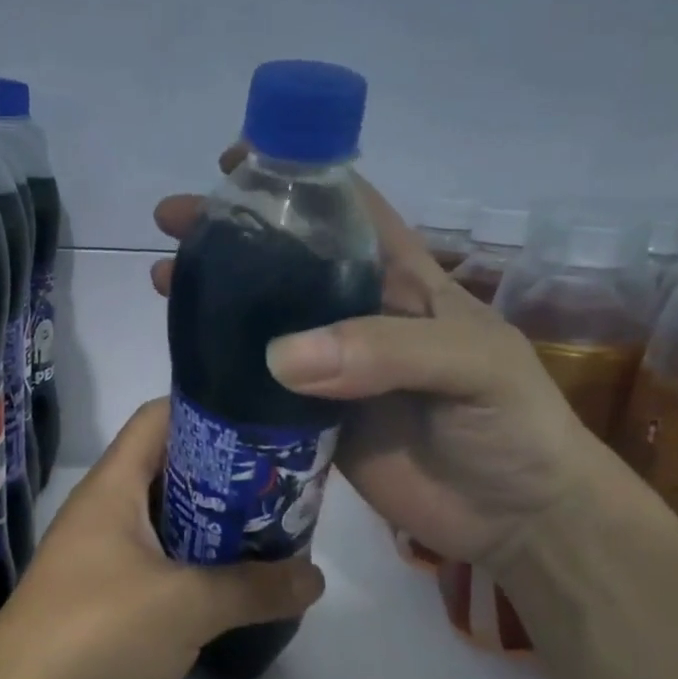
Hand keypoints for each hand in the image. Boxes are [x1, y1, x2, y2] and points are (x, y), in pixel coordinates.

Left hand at [0, 399, 324, 678]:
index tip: (264, 426)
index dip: (210, 409)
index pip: (160, 417)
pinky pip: (159, 565)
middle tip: (282, 489)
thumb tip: (315, 578)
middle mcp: (105, 511)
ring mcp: (101, 557)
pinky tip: (234, 587)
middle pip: (172, 469)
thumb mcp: (186, 605)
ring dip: (215, 526)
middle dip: (227, 476)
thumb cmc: (95, 635)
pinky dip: (196, 567)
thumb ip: (254, 588)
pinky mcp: (103, 600)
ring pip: (168, 521)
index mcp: (114, 486)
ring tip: (271, 535)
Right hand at [152, 152, 602, 568]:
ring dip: (216, 298)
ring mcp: (332, 369)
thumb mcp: (470, 366)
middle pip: (286, 262)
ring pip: (263, 321)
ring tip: (163, 280)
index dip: (296, 176)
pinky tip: (185, 356)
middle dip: (233, 234)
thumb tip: (278, 356)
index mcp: (402, 280)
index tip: (236, 160)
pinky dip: (222, 369)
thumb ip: (385, 351)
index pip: (346, 210)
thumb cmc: (512, 424)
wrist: (514, 519)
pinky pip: (259, 387)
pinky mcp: (313, 420)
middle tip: (173, 222)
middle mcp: (358, 315)